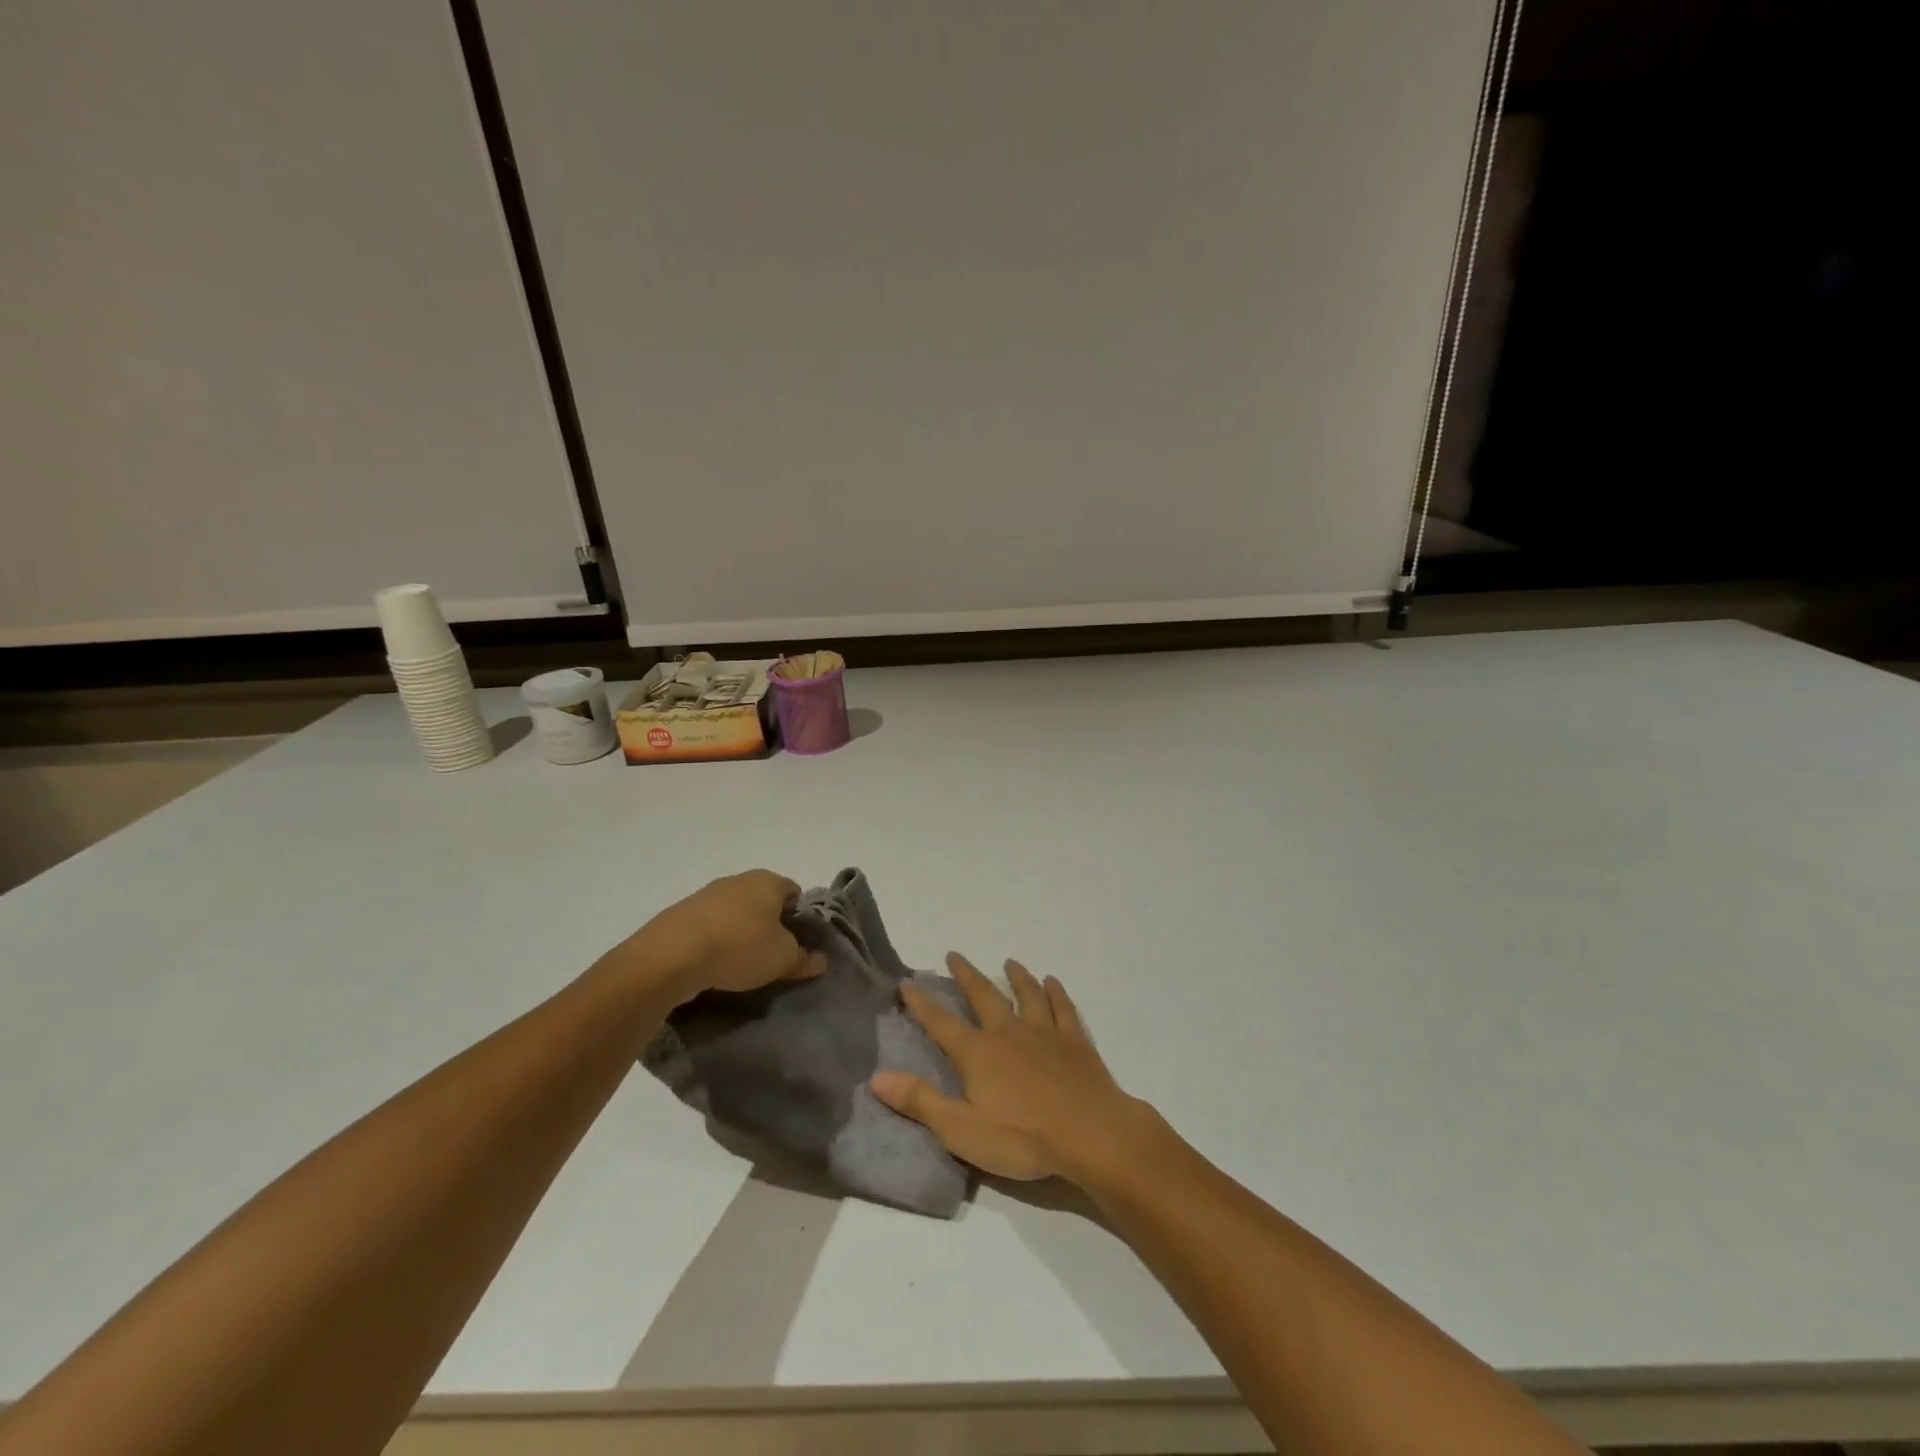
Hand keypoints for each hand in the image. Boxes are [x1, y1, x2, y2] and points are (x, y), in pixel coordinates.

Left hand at [625, 870, 825, 1002]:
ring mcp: (706, 894)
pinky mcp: (681, 913)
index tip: (797, 943)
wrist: (671, 956)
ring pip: (734, 913)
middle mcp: (738, 880)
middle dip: (769, 925)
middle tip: (771, 955)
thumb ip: (804, 958)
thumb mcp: (782, 959)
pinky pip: (709, 925)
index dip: (800, 917)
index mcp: (768, 881)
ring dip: (739, 933)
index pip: (794, 892)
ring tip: (739, 964)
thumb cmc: (740, 947)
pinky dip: (715, 940)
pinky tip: (712, 964)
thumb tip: (821, 960)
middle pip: (763, 901)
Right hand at [870, 953, 1156, 1185]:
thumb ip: (920, 1102)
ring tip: (1010, 962)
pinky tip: (1054, 982)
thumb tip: (877, 1078)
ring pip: (1027, 994)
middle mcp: (1008, 1032)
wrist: (1091, 1134)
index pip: (941, 1023)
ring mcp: (1045, 1032)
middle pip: (983, 995)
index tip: (906, 982)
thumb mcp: (961, 1130)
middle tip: (954, 955)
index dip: (921, 1003)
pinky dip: (1057, 993)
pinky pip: (1063, 1008)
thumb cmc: (1022, 1137)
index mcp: (978, 1053)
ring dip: (1016, 976)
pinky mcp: (1075, 1041)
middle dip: (966, 975)